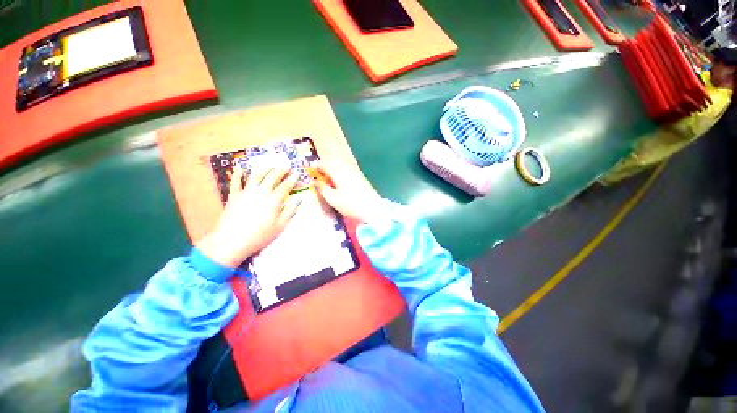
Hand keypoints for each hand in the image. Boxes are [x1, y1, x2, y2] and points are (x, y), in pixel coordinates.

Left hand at [198, 164, 300, 267]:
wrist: (231, 241)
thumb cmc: (259, 236)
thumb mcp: (280, 226)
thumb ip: (290, 211)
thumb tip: (298, 200)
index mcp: (273, 201)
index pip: (285, 187)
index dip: (292, 179)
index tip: (297, 173)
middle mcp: (260, 193)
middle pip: (272, 178)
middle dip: (280, 170)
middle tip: (286, 165)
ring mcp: (245, 193)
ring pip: (255, 176)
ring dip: (263, 168)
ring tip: (269, 163)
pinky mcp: (233, 197)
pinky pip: (235, 183)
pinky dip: (237, 175)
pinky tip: (240, 169)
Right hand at [314, 165, 382, 222]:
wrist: (374, 209)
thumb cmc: (351, 205)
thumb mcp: (333, 199)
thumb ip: (323, 188)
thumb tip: (316, 181)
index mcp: (339, 173)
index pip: (325, 164)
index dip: (317, 166)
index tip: (312, 172)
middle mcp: (348, 170)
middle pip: (334, 164)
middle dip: (326, 169)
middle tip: (321, 178)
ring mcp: (356, 173)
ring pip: (341, 168)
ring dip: (334, 172)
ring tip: (330, 184)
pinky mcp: (362, 179)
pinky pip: (348, 172)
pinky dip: (341, 175)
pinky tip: (341, 186)